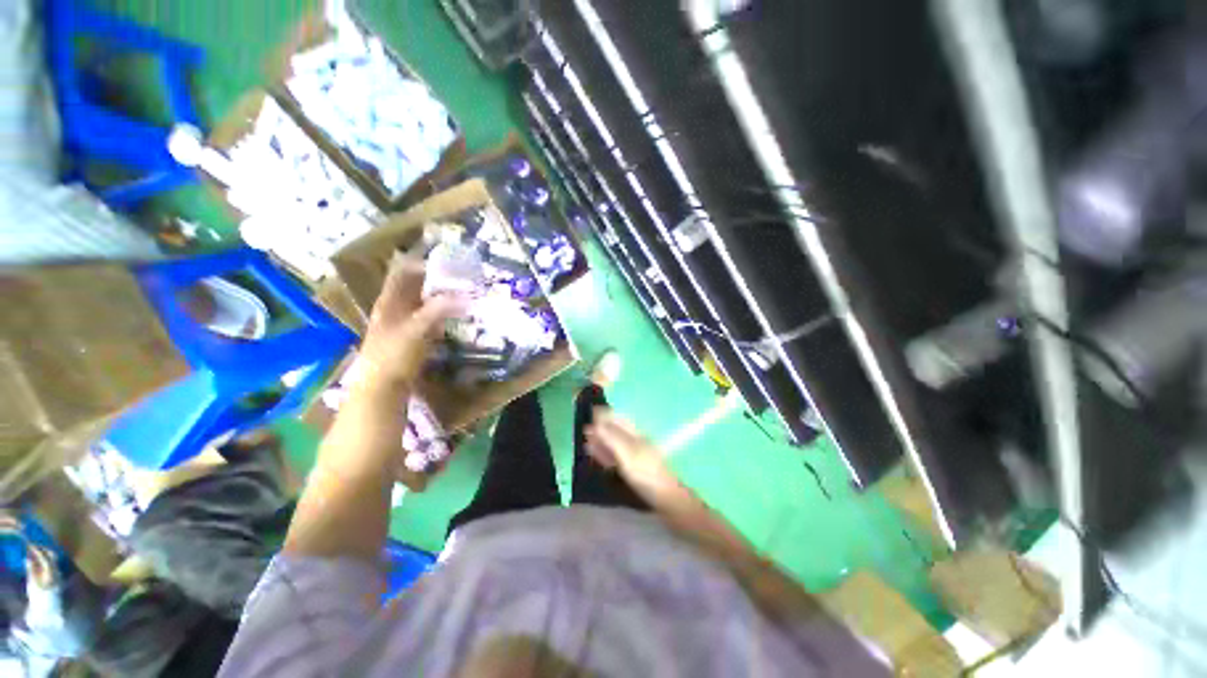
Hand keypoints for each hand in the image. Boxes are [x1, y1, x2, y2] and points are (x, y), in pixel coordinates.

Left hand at [357, 253, 465, 392]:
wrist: (382, 387)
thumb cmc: (394, 354)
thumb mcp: (416, 329)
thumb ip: (438, 309)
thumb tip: (463, 295)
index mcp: (389, 301)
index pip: (403, 272)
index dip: (422, 263)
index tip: (447, 261)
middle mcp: (394, 308)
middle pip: (414, 287)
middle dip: (435, 280)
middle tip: (459, 277)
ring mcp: (402, 323)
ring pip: (422, 303)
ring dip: (439, 297)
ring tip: (461, 293)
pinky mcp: (411, 338)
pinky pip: (427, 319)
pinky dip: (440, 314)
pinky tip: (453, 316)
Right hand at [585, 409, 677, 494]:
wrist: (664, 497)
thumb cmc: (646, 472)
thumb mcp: (627, 453)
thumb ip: (612, 438)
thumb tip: (597, 422)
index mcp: (636, 434)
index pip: (618, 419)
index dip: (606, 414)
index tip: (591, 411)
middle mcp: (634, 441)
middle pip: (615, 431)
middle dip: (601, 428)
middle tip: (584, 429)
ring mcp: (633, 455)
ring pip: (614, 444)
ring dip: (601, 441)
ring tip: (586, 439)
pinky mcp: (631, 468)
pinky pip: (615, 457)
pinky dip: (604, 453)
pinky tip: (595, 454)